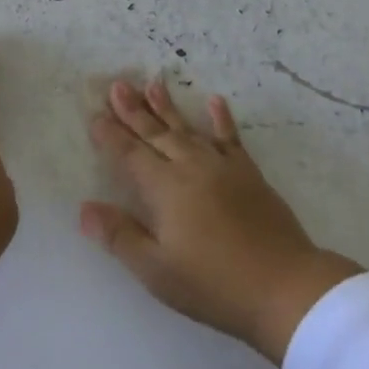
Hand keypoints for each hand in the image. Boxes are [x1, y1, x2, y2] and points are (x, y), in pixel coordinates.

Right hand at [81, 79, 362, 365]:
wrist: (283, 285)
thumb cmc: (213, 284)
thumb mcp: (157, 270)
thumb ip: (120, 235)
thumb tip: (84, 208)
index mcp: (165, 189)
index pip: (130, 154)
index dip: (111, 135)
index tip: (95, 114)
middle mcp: (190, 167)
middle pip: (156, 133)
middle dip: (134, 110)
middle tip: (117, 84)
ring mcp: (222, 166)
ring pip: (188, 129)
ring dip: (168, 106)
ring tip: (153, 83)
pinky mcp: (248, 173)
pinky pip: (230, 138)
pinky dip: (221, 119)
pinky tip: (215, 101)